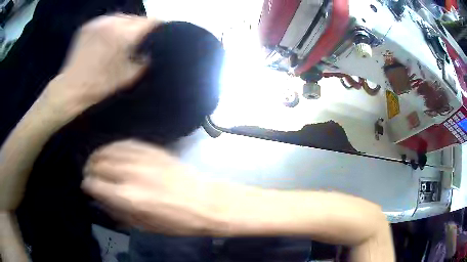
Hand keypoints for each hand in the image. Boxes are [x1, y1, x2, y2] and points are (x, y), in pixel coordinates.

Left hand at [41, 15, 159, 115]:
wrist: (71, 88)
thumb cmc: (100, 85)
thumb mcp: (128, 77)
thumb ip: (143, 61)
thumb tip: (148, 52)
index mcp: (124, 35)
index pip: (149, 21)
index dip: (157, 25)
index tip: (160, 30)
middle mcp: (112, 23)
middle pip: (135, 17)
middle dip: (139, 26)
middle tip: (138, 37)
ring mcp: (98, 23)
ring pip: (120, 17)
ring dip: (124, 25)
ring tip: (122, 37)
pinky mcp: (88, 26)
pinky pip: (106, 21)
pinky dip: (110, 27)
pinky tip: (107, 38)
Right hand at [82, 140, 222, 234]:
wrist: (206, 202)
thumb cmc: (177, 221)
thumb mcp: (145, 226)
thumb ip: (120, 211)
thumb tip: (102, 198)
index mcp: (128, 197)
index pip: (96, 185)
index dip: (88, 185)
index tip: (87, 186)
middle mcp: (131, 174)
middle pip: (99, 165)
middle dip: (90, 169)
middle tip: (89, 173)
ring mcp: (142, 159)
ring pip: (110, 150)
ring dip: (99, 155)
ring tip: (96, 161)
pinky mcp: (153, 150)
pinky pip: (126, 143)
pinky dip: (114, 147)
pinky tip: (111, 151)